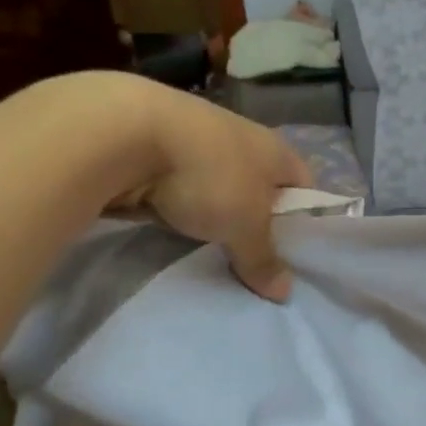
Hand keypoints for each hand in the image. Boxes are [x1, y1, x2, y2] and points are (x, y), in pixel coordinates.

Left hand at [112, 83, 312, 301]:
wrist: (121, 132)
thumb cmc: (207, 175)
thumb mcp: (244, 226)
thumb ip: (264, 258)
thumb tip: (286, 293)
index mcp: (276, 149)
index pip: (305, 186)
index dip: (303, 218)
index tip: (292, 252)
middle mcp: (243, 139)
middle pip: (259, 187)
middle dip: (254, 220)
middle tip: (250, 258)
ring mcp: (198, 139)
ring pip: (217, 186)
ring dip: (213, 212)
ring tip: (209, 248)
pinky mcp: (157, 146)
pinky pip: (179, 186)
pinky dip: (177, 205)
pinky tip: (170, 226)